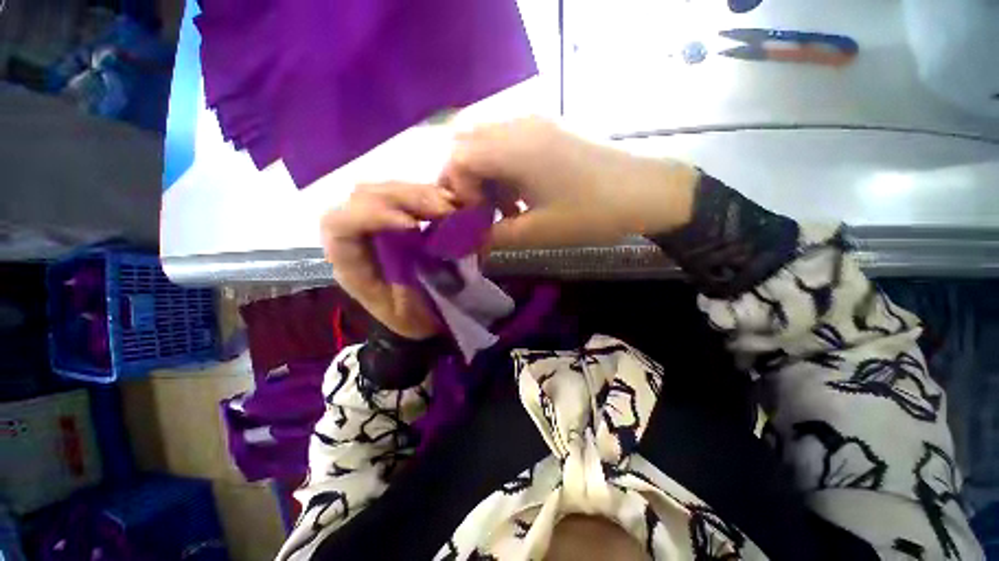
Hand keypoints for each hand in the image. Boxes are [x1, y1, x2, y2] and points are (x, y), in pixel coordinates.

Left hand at [320, 182, 456, 339]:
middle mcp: (355, 236)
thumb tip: (427, 243)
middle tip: (445, 209)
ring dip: (420, 193)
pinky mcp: (395, 218)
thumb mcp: (409, 313)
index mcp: (350, 263)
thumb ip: (409, 278)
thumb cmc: (411, 319)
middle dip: (406, 198)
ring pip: (385, 190)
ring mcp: (375, 223)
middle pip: (364, 197)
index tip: (415, 226)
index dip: (373, 216)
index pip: (341, 225)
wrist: (419, 316)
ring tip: (451, 205)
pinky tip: (449, 202)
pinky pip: (405, 195)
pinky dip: (428, 194)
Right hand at [442, 118, 699, 248]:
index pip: (457, 158)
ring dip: (485, 175)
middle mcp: (518, 125)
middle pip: (467, 145)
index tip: (475, 217)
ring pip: (487, 143)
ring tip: (505, 208)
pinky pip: (508, 142)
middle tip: (481, 212)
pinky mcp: (548, 129)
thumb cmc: (590, 213)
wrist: (645, 192)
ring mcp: (535, 123)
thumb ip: (495, 237)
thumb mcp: (537, 232)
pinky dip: (502, 168)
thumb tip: (470, 243)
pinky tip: (521, 194)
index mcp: (514, 148)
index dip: (457, 190)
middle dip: (465, 182)